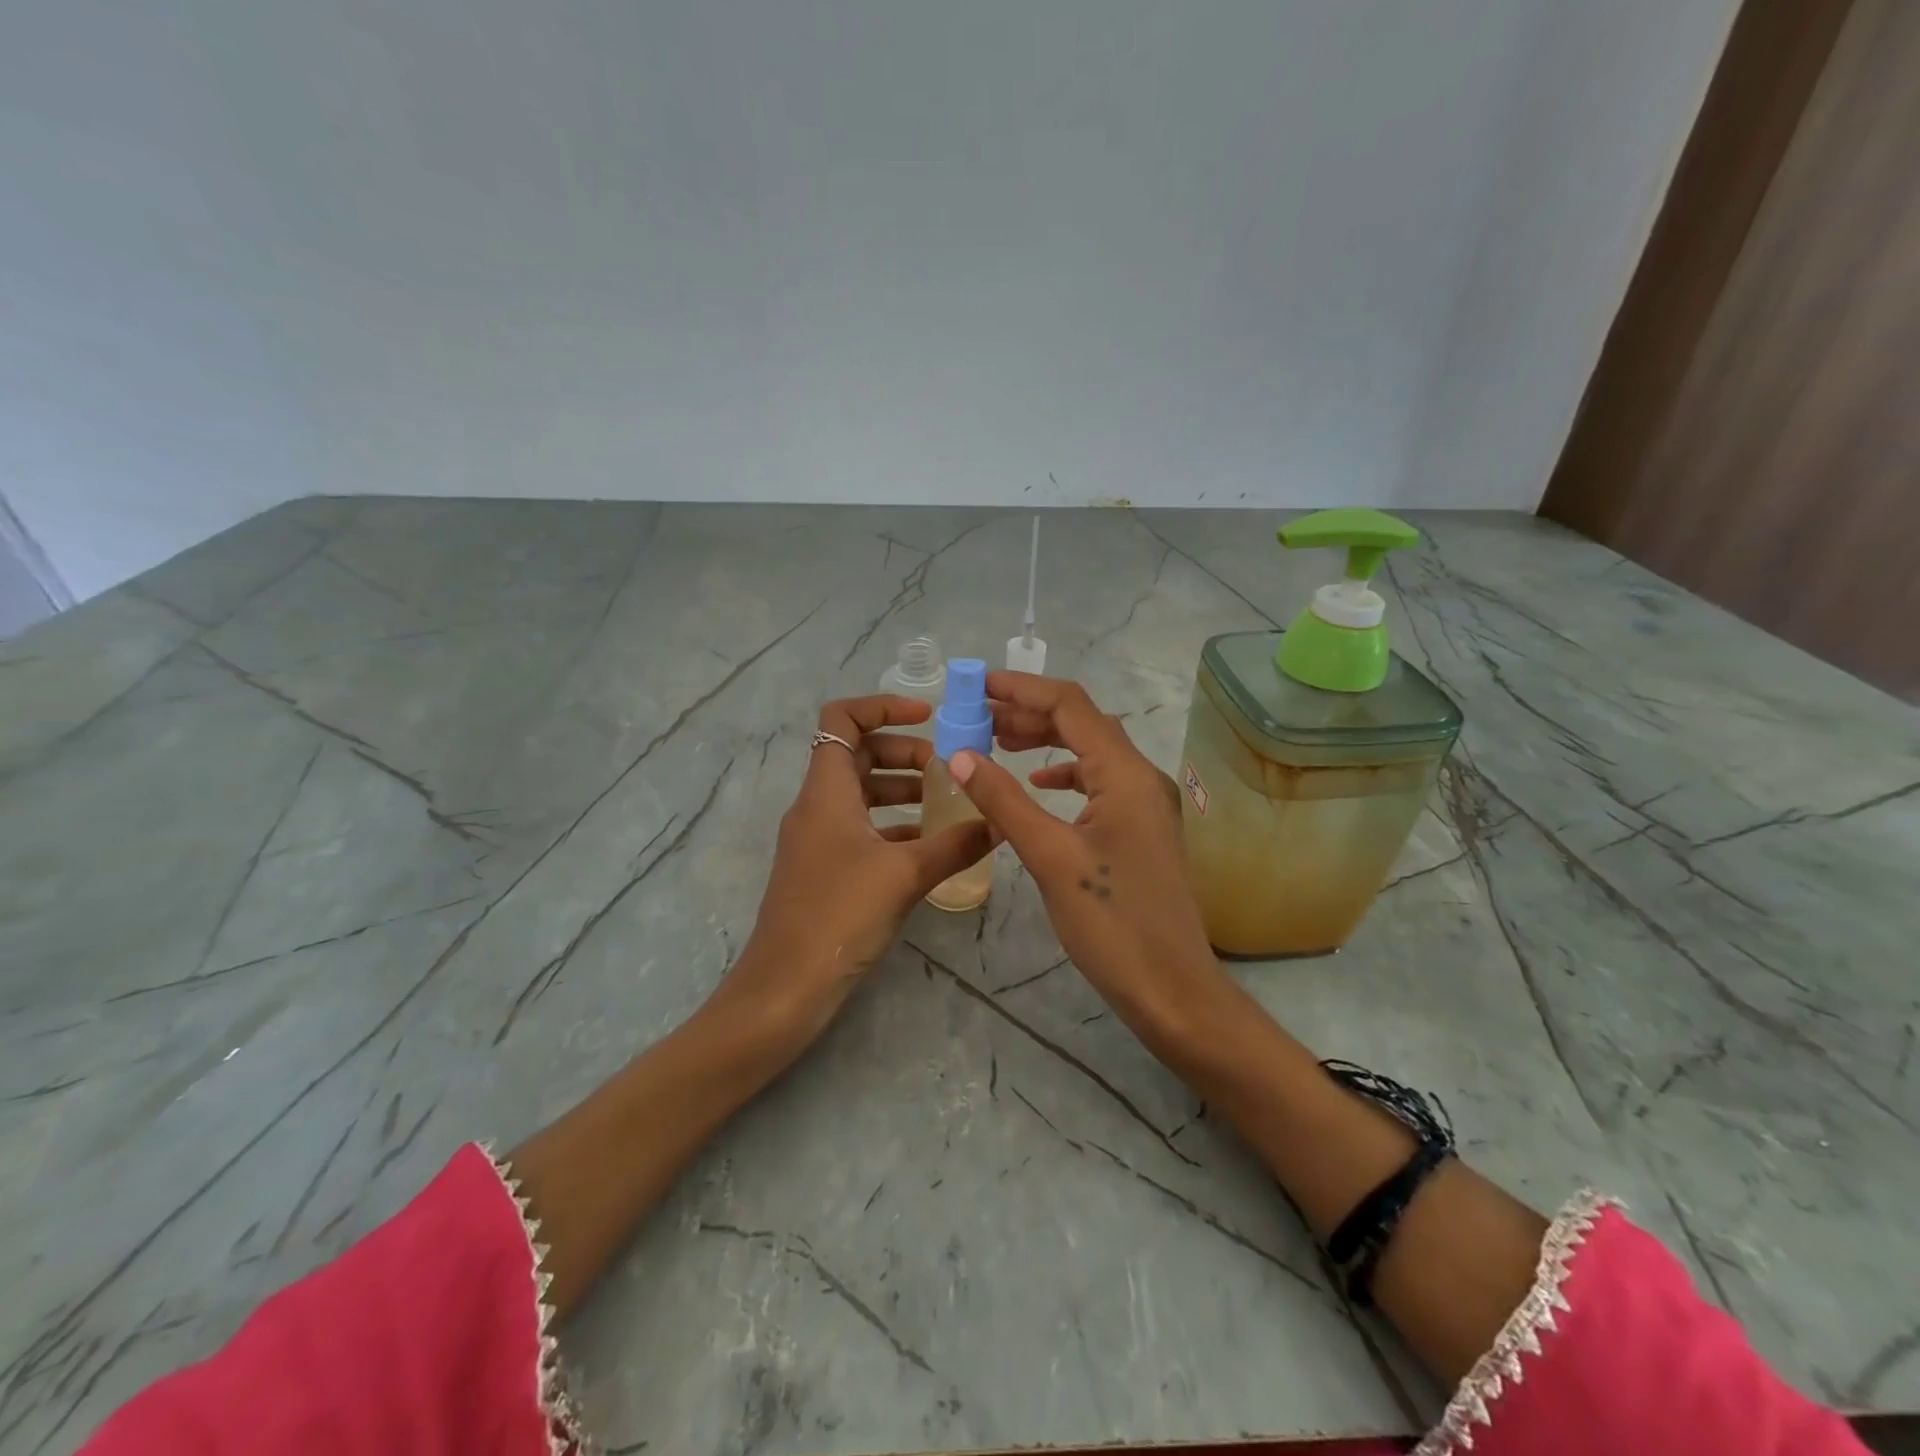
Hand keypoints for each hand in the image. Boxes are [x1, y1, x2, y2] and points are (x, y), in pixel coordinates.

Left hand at [714, 695, 993, 1043]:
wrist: (785, 987)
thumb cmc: (839, 915)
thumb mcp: (905, 875)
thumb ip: (956, 844)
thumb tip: (1001, 821)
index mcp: (826, 790)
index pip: (842, 719)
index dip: (883, 706)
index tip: (928, 716)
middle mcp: (817, 805)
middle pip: (858, 754)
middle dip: (904, 752)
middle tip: (947, 769)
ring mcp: (817, 838)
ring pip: (860, 793)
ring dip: (900, 789)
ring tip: (945, 803)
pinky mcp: (823, 868)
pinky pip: (860, 828)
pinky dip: (892, 825)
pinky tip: (928, 845)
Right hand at [950, 672, 1222, 1032]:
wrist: (1171, 988)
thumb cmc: (1112, 923)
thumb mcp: (1050, 857)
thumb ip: (1004, 801)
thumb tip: (959, 755)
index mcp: (1126, 774)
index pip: (1071, 706)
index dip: (1022, 689)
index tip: (977, 686)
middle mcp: (1141, 778)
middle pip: (1082, 723)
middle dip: (1029, 713)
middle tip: (977, 716)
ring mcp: (1144, 804)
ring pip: (1089, 752)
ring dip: (1045, 740)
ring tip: (997, 740)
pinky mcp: (1138, 829)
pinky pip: (1097, 782)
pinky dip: (1063, 774)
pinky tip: (1037, 785)